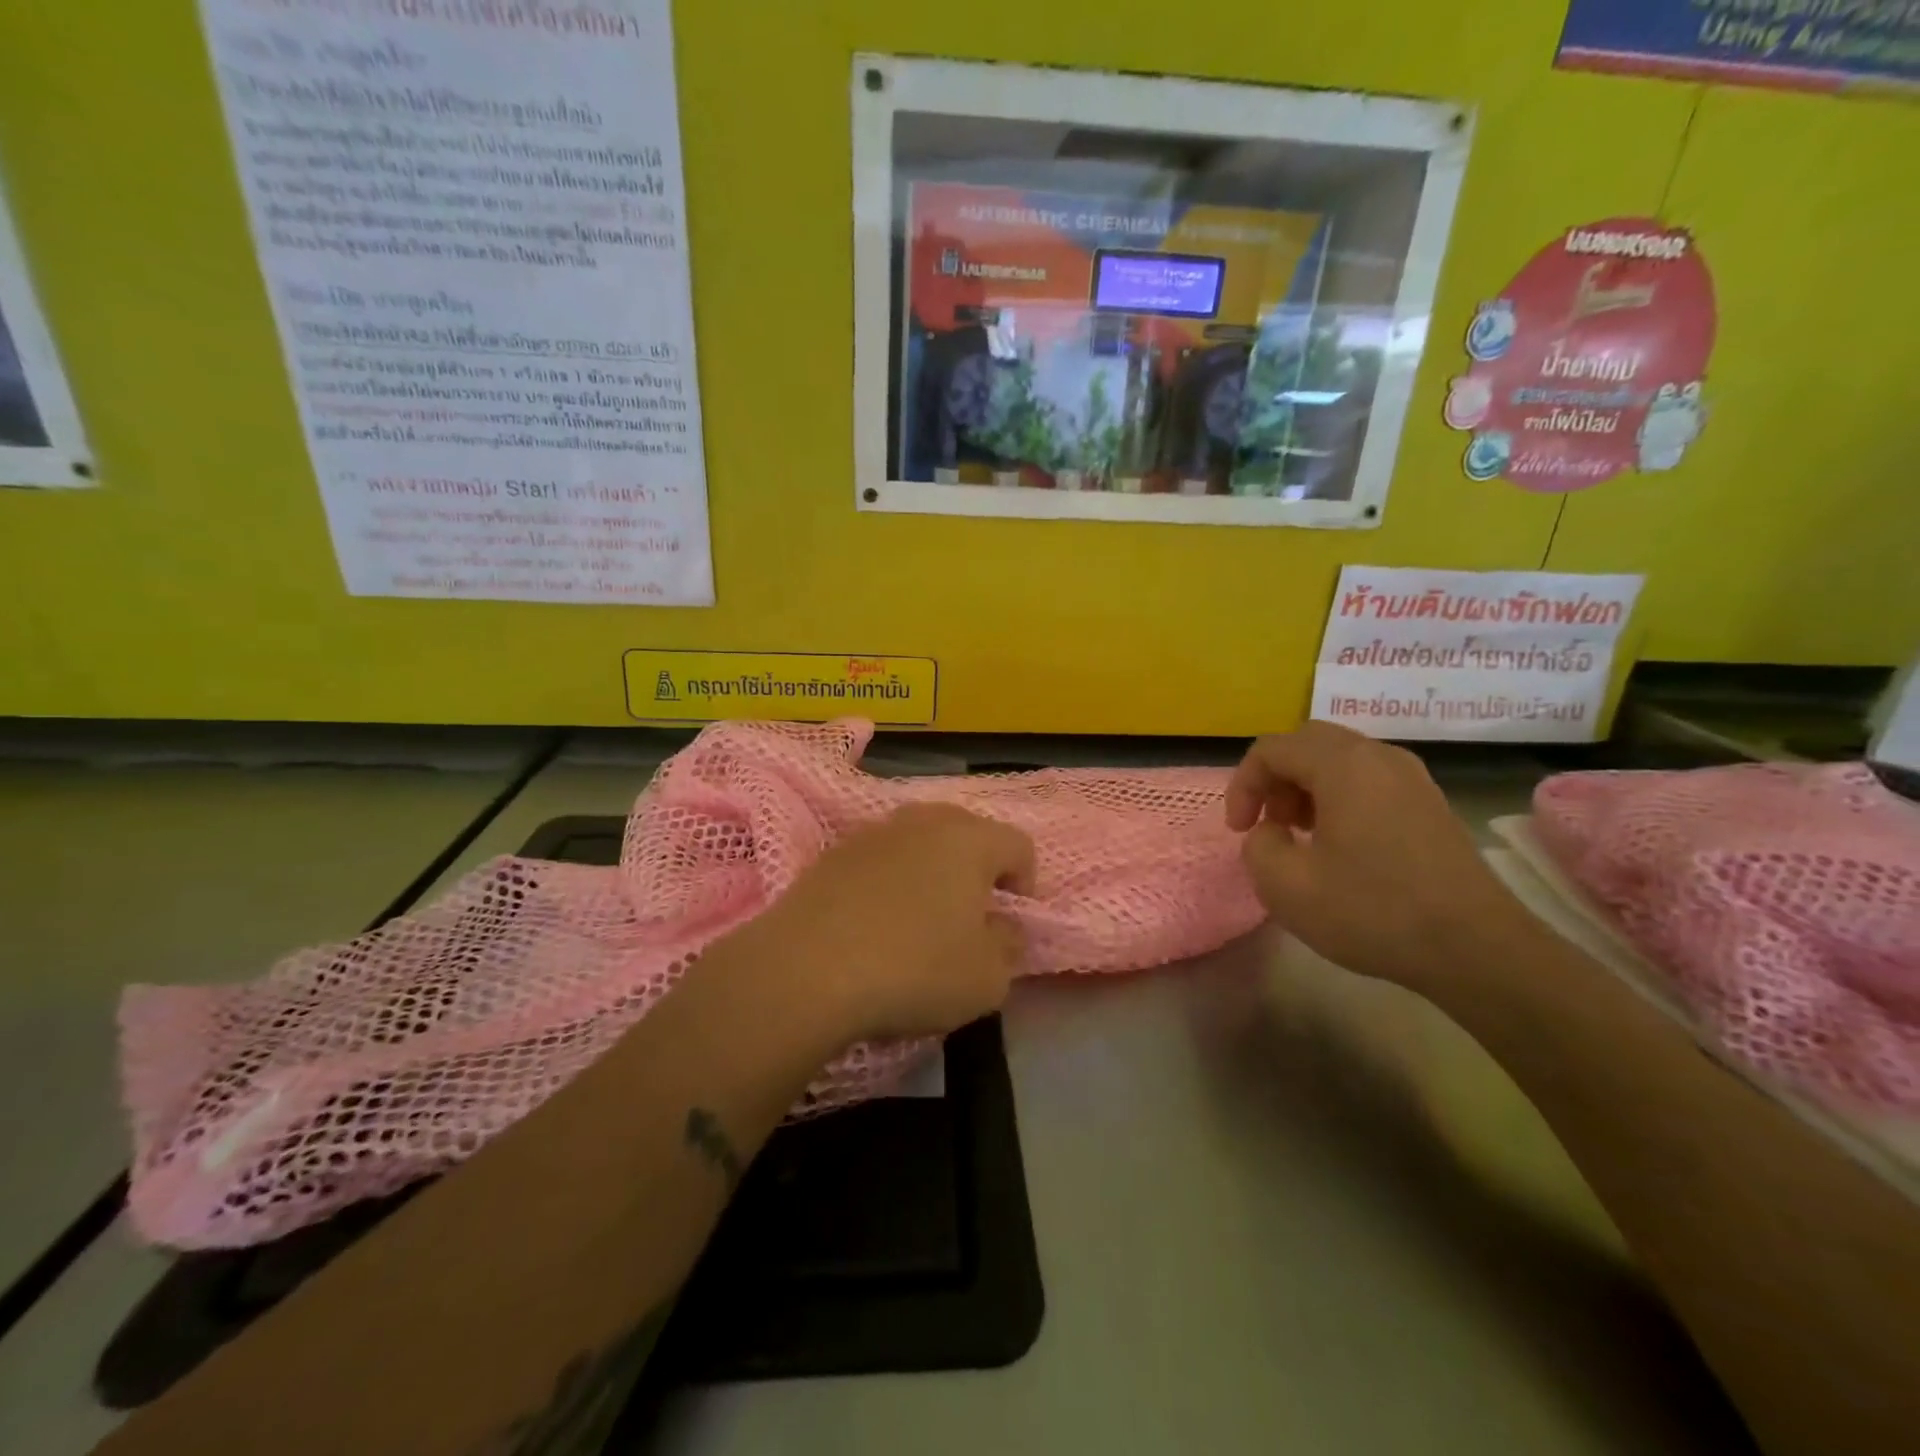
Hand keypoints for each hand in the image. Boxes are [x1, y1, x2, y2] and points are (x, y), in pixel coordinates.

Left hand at [738, 803, 1037, 1043]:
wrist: (805, 970)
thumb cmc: (914, 970)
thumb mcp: (987, 979)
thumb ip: (1009, 947)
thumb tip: (1004, 928)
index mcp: (970, 840)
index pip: (1018, 845)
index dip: (1025, 882)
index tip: (1008, 921)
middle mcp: (923, 820)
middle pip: (968, 831)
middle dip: (977, 868)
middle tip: (969, 913)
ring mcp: (873, 831)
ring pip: (920, 839)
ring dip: (931, 869)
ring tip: (920, 916)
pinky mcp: (832, 852)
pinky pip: (879, 857)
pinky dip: (889, 879)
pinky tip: (875, 920)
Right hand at [1226, 722, 1527, 986]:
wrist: (1475, 948)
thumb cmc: (1373, 911)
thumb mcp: (1286, 886)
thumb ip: (1258, 846)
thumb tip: (1271, 833)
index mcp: (1342, 766)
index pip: (1271, 749)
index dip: (1242, 785)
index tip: (1239, 831)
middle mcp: (1379, 757)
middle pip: (1308, 743)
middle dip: (1275, 778)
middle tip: (1267, 822)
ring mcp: (1412, 778)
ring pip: (1340, 760)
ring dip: (1306, 787)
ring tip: (1298, 834)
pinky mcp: (1430, 804)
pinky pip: (1368, 780)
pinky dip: (1338, 797)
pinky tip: (1338, 844)